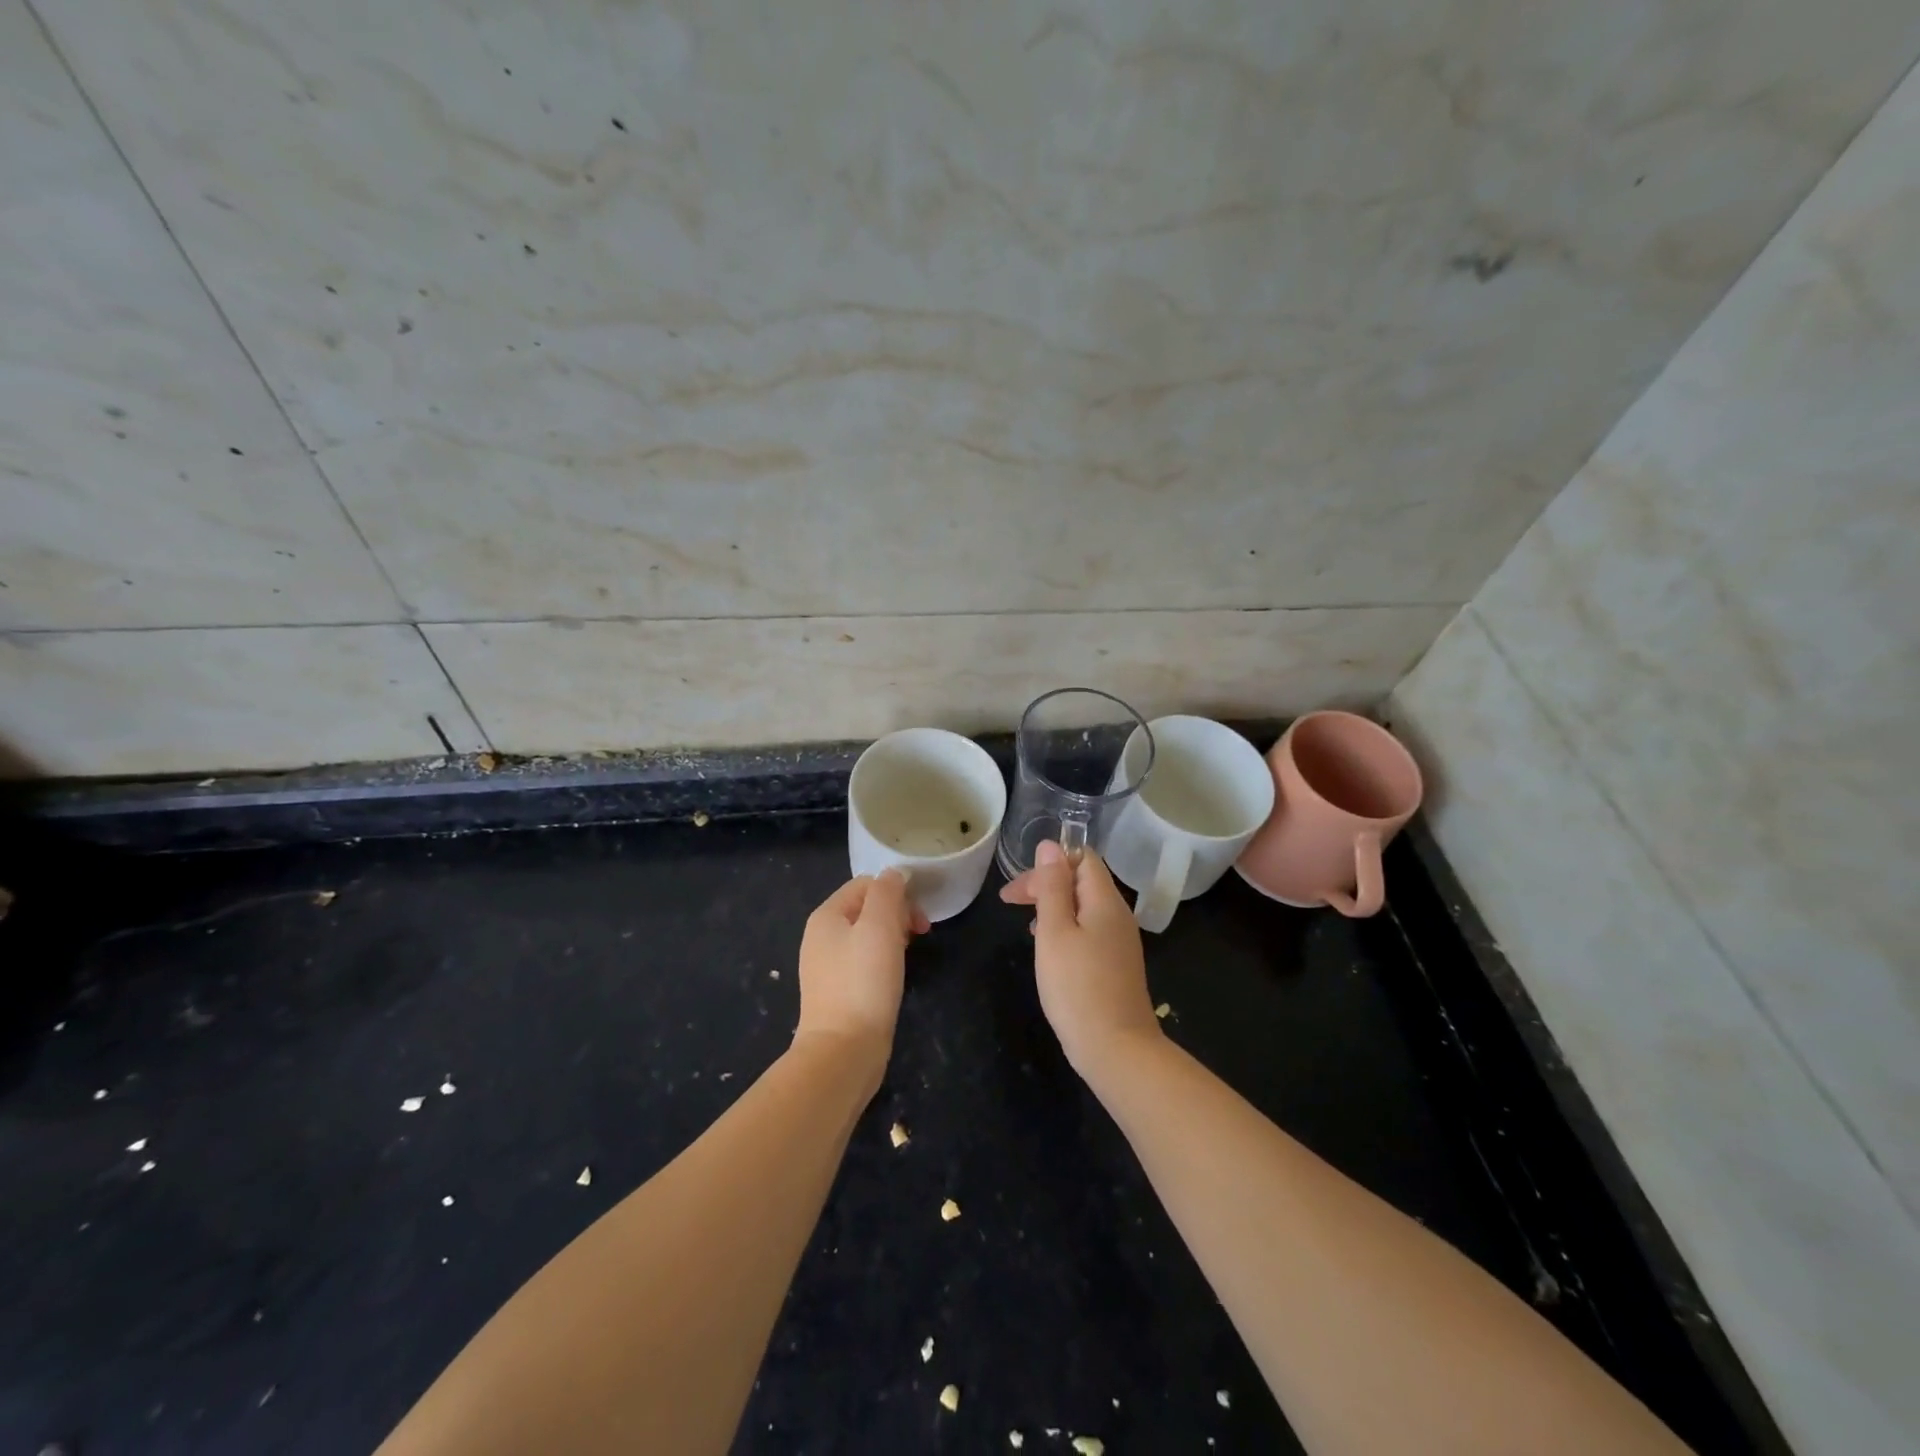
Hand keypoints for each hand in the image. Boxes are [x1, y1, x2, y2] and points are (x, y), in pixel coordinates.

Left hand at [795, 870, 928, 1060]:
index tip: (919, 919)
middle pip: (866, 908)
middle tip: (919, 936)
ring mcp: (826, 966)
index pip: (866, 884)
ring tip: (908, 956)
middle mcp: (820, 936)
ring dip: (893, 938)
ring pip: (867, 935)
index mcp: (826, 915)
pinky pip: (864, 962)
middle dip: (897, 915)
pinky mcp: (837, 992)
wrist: (843, 1051)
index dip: (897, 893)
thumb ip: (887, 892)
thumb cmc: (864, 982)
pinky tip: (894, 978)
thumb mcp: (880, 926)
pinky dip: (883, 962)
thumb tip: (895, 875)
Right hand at [1000, 840, 1160, 1077]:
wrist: (1116, 1049)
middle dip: (1045, 883)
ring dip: (1053, 906)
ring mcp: (1120, 941)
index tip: (1019, 885)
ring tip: (1026, 923)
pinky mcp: (1116, 964)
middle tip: (1009, 901)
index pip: (1083, 857)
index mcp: (1105, 900)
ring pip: (1083, 906)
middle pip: (1082, 880)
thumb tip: (1050, 846)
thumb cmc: (1078, 987)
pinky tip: (1049, 947)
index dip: (1050, 861)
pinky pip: (1089, 929)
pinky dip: (1065, 928)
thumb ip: (1052, 886)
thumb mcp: (1055, 931)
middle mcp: (1118, 915)